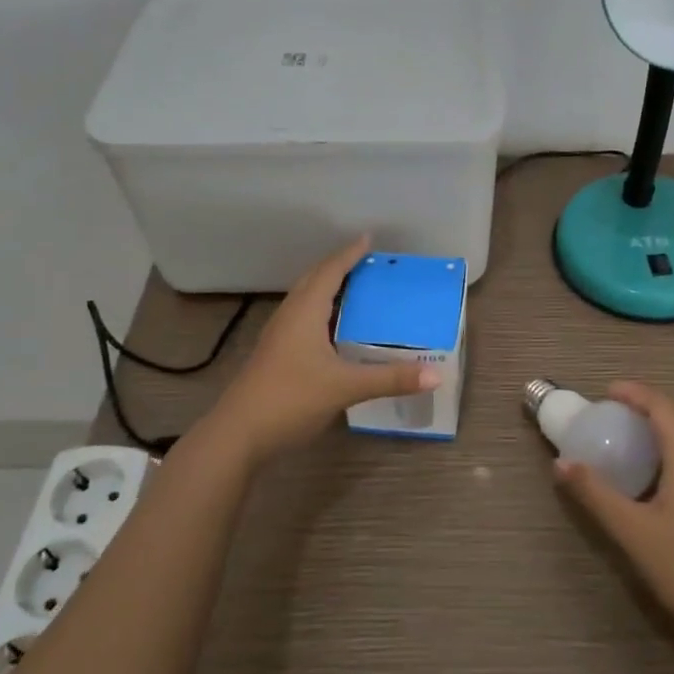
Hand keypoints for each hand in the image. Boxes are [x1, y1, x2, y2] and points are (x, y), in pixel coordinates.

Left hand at [204, 236, 438, 466]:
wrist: (237, 435)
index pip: (330, 272)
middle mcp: (290, 316)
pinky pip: (302, 319)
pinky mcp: (275, 355)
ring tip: (354, 289)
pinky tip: (333, 329)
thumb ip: (390, 379)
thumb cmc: (290, 399)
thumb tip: (436, 375)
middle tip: (365, 262)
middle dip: (338, 267)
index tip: (368, 239)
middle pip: (314, 280)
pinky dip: (321, 311)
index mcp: (305, 312)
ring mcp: (278, 336)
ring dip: (327, 288)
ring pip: (305, 300)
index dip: (349, 254)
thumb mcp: (345, 387)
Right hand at [555, 381, 673, 653]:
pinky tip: (653, 468)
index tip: (605, 392)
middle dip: (646, 404)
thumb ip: (594, 493)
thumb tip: (561, 464)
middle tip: (612, 410)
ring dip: (660, 423)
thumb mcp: (631, 529)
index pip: (661, 406)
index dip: (634, 392)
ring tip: (629, 432)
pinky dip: (671, 444)